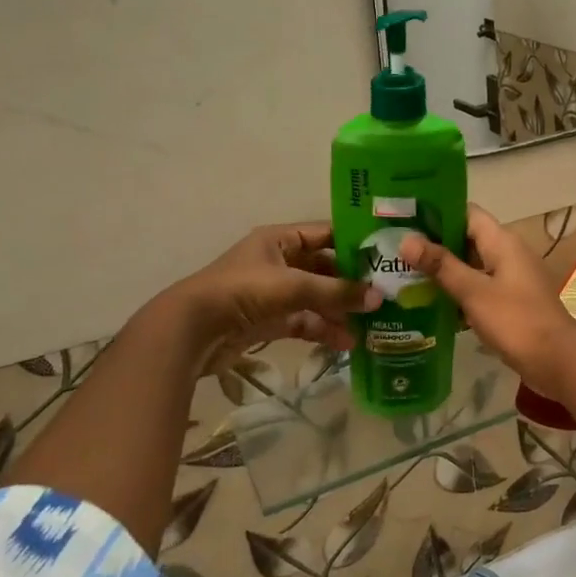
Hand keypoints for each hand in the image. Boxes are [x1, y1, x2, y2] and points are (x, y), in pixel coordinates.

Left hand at [168, 223, 381, 358]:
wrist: (190, 331)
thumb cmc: (242, 292)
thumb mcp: (292, 286)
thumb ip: (336, 292)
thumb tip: (379, 298)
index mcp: (280, 239)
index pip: (326, 233)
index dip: (354, 242)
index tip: (386, 255)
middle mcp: (278, 262)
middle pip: (324, 268)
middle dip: (351, 283)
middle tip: (386, 294)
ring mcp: (273, 293)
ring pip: (316, 298)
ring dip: (340, 311)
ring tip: (371, 325)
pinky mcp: (268, 321)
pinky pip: (304, 321)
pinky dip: (323, 330)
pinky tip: (347, 343)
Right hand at [402, 206, 575, 398]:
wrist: (556, 360)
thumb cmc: (515, 320)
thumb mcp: (473, 291)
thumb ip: (441, 265)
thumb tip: (406, 240)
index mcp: (502, 241)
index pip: (467, 212)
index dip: (438, 212)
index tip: (406, 219)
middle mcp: (507, 252)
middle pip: (466, 238)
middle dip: (435, 244)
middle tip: (397, 251)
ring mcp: (510, 277)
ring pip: (471, 265)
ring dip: (445, 270)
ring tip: (405, 275)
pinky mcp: (510, 301)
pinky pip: (479, 287)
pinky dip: (458, 291)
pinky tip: (431, 303)